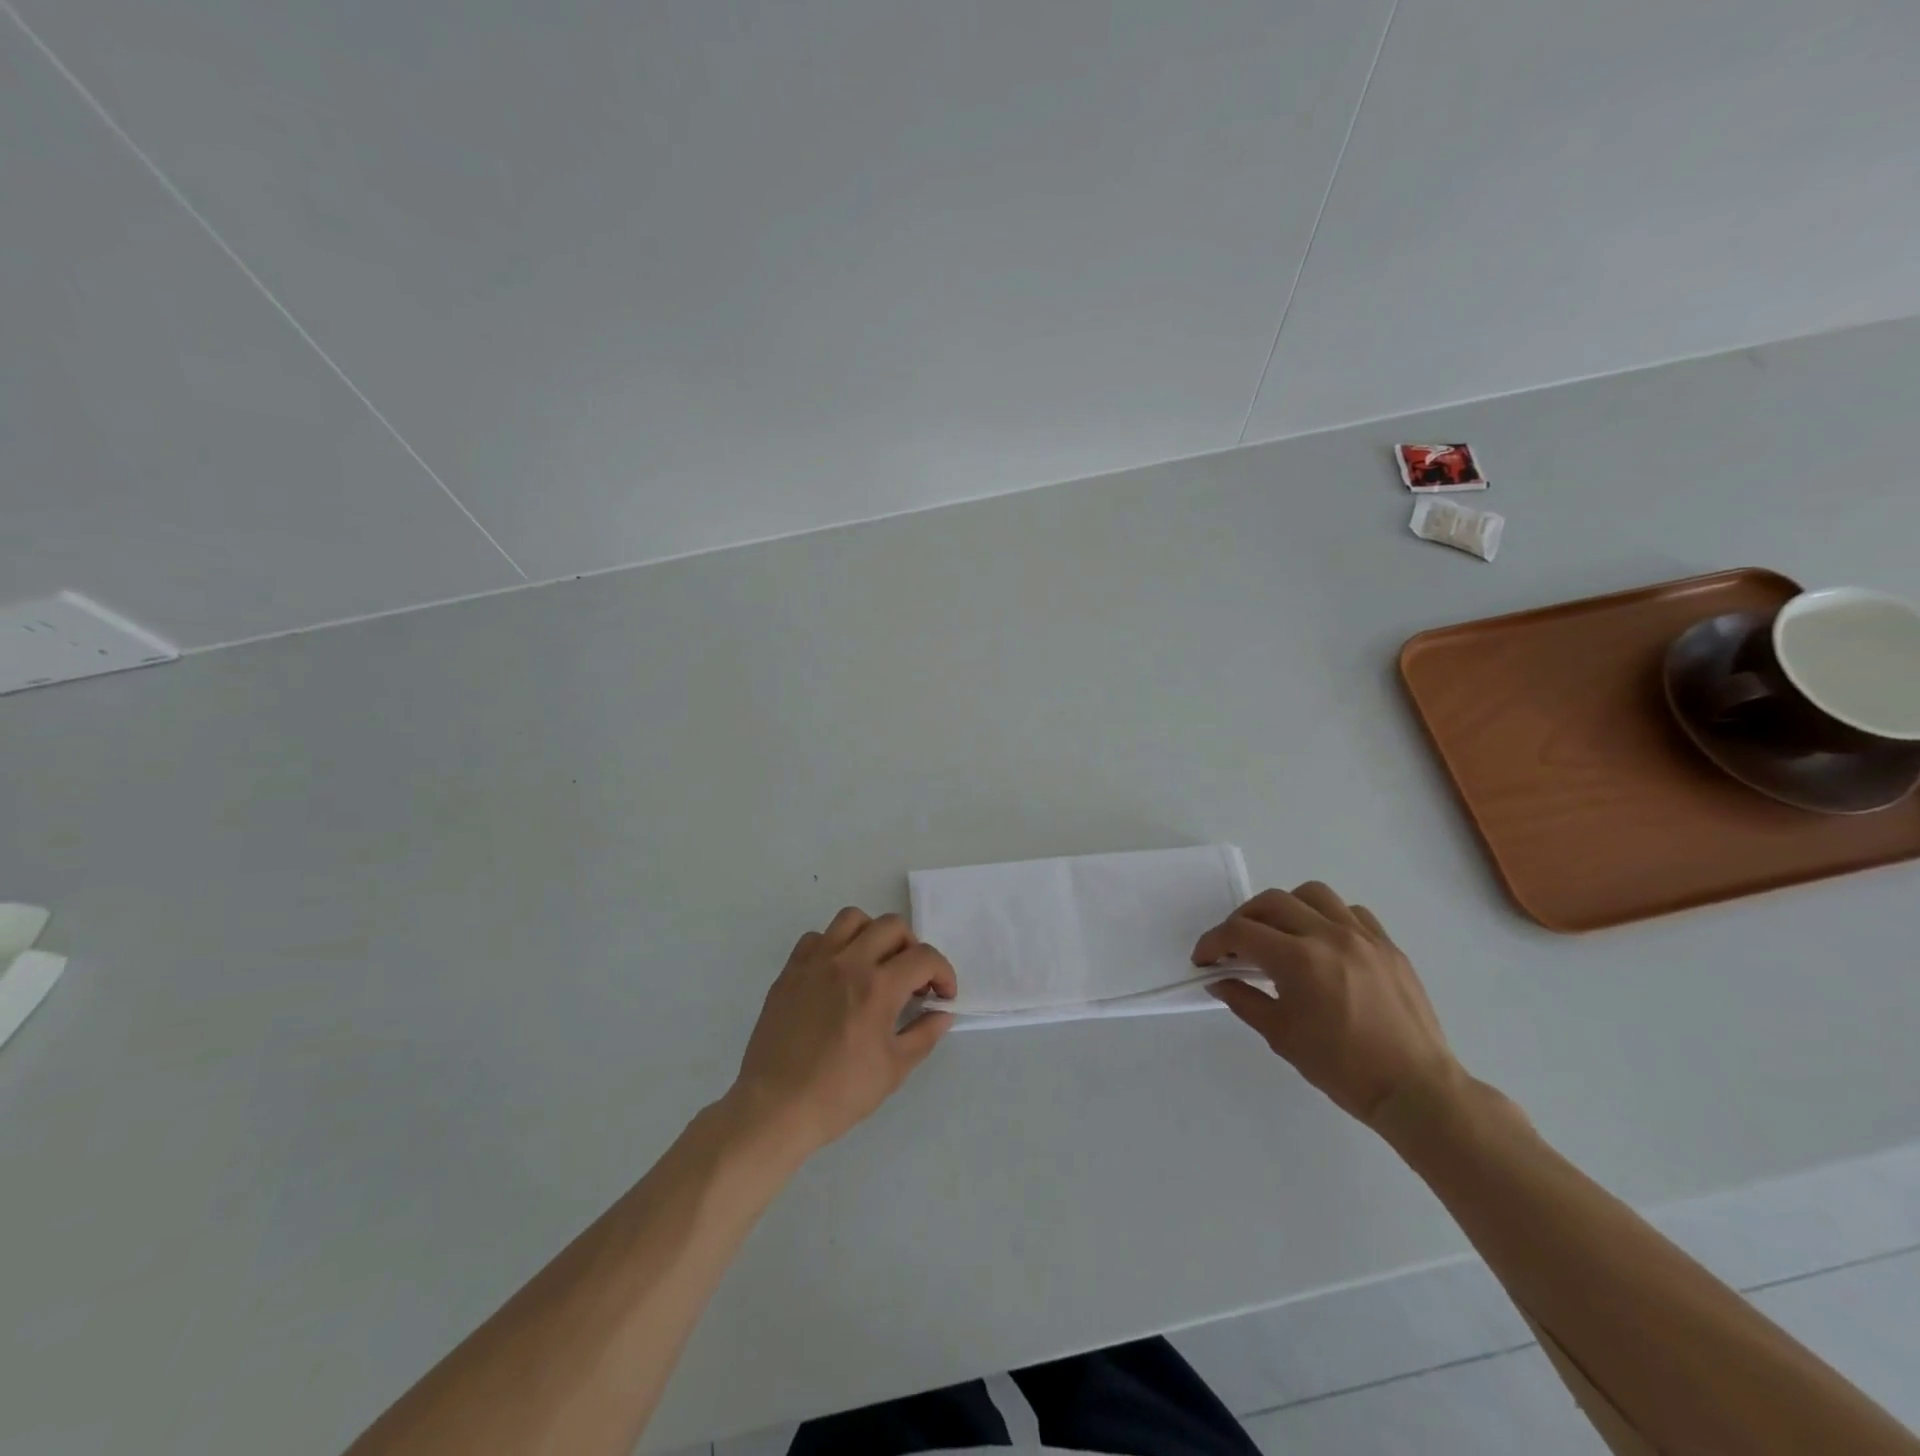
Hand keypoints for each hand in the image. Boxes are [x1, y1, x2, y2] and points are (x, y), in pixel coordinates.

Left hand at [729, 908, 955, 1156]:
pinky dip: (835, 946)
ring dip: (873, 935)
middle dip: (912, 948)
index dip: (943, 973)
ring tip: (875, 964)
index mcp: (878, 987)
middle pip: (892, 926)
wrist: (776, 1107)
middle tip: (912, 979)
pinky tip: (838, 973)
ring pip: (852, 919)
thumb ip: (924, 1034)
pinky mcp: (790, 970)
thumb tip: (942, 1013)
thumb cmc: (839, 1093)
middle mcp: (848, 962)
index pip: (924, 957)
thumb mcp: (894, 1069)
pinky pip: (817, 937)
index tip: (942, 995)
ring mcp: (815, 962)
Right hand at [1193, 882, 1462, 1132]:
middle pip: (1272, 902)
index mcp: (1299, 959)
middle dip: (1243, 919)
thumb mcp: (1281, 1036)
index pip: (1241, 932)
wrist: (1415, 1089)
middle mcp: (1329, 935)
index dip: (1214, 942)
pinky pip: (1351, 911)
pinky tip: (1323, 942)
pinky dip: (1327, 917)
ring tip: (1280, 933)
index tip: (1204, 959)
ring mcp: (1363, 936)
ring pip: (1312, 894)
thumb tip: (1219, 982)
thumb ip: (1244, 1000)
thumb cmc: (1343, 1068)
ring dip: (1286, 907)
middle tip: (1234, 945)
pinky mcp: (1388, 945)